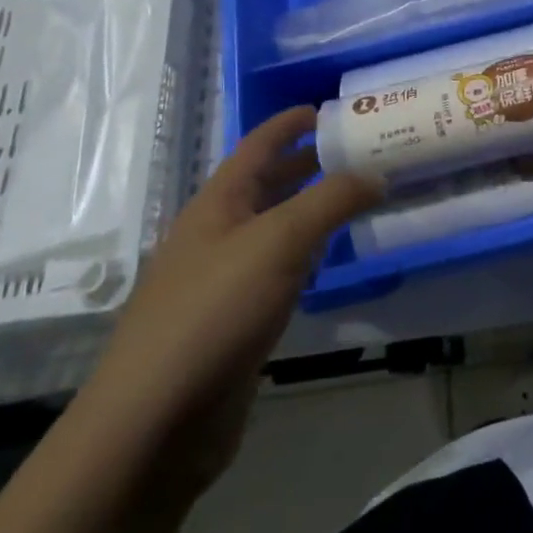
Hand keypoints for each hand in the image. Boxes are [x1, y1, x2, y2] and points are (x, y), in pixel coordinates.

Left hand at [79, 107, 381, 491]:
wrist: (154, 423)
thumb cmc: (213, 312)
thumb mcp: (278, 241)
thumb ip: (331, 201)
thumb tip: (377, 173)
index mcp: (218, 202)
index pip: (258, 145)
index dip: (290, 123)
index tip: (331, 108)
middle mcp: (218, 233)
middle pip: (268, 184)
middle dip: (310, 164)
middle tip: (362, 151)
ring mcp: (224, 279)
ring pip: (276, 229)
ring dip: (313, 210)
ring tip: (359, 197)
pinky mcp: (236, 322)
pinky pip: (279, 271)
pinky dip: (308, 255)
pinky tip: (332, 259)